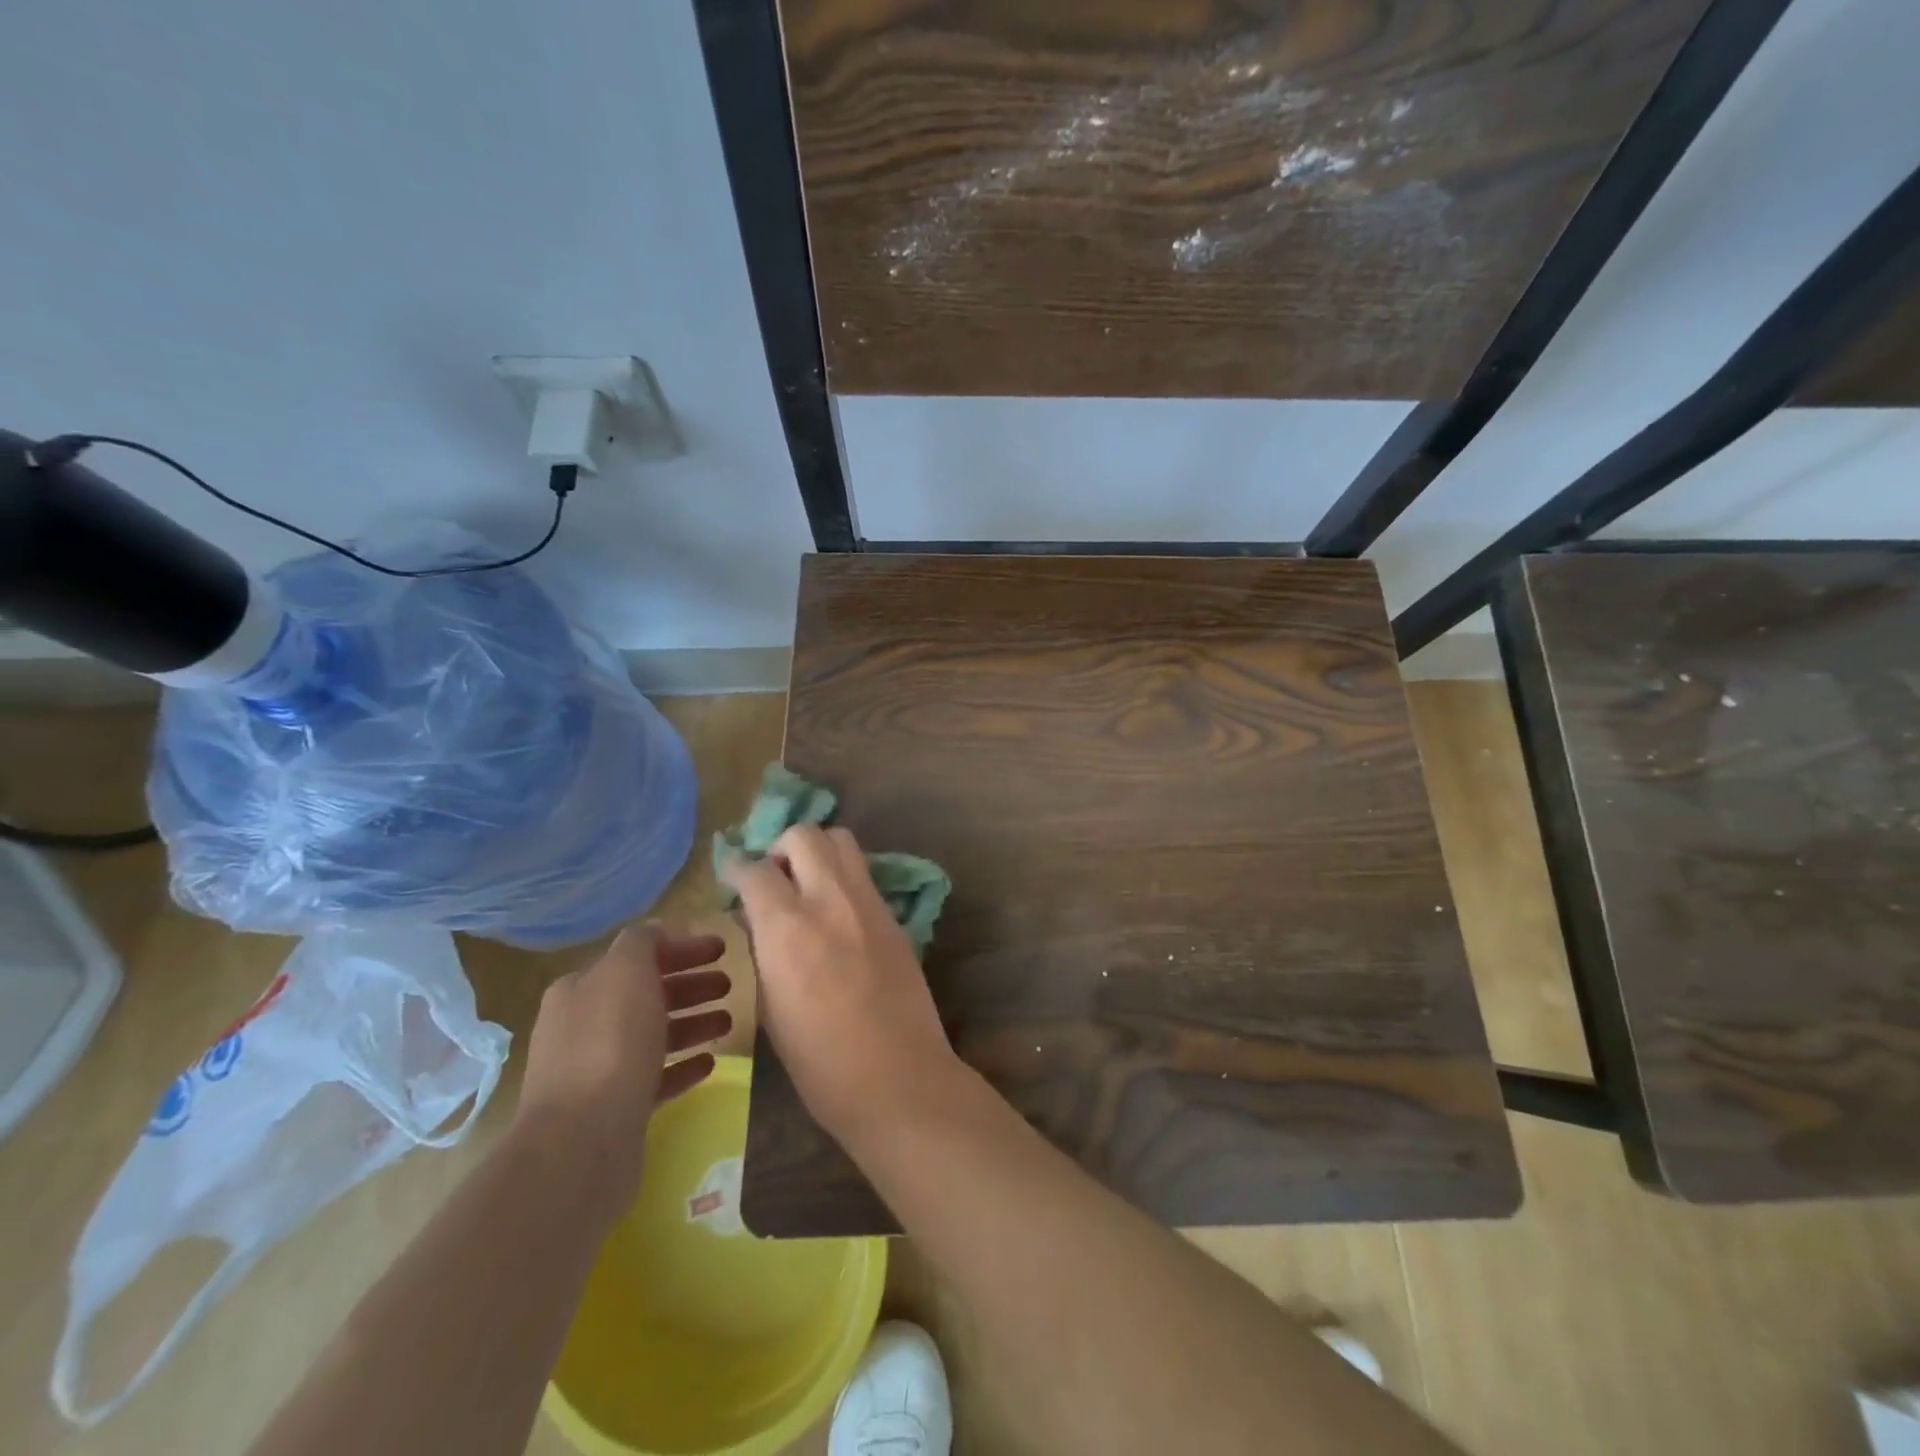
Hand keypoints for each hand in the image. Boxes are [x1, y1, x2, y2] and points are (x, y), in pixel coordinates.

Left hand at [515, 925, 730, 1207]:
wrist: (582, 1140)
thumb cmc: (610, 1043)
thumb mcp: (626, 971)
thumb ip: (643, 942)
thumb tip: (658, 932)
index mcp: (582, 989)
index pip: (637, 956)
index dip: (681, 948)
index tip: (722, 948)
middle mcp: (584, 1025)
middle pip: (648, 994)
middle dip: (691, 985)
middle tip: (731, 983)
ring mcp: (598, 1070)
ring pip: (655, 1035)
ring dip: (693, 1023)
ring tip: (729, 1021)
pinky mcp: (616, 1109)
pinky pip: (657, 1077)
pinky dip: (683, 1065)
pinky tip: (710, 1062)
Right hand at [722, 825, 959, 1145]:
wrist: (898, 1078)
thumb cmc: (820, 1062)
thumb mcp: (770, 1007)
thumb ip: (762, 950)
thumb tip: (756, 918)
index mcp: (787, 927)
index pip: (755, 869)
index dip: (737, 868)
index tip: (733, 879)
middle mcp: (829, 899)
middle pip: (805, 834)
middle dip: (780, 847)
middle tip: (774, 878)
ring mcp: (868, 903)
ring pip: (842, 841)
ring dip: (817, 851)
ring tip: (807, 884)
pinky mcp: (894, 915)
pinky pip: (863, 874)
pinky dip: (843, 876)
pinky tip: (836, 911)